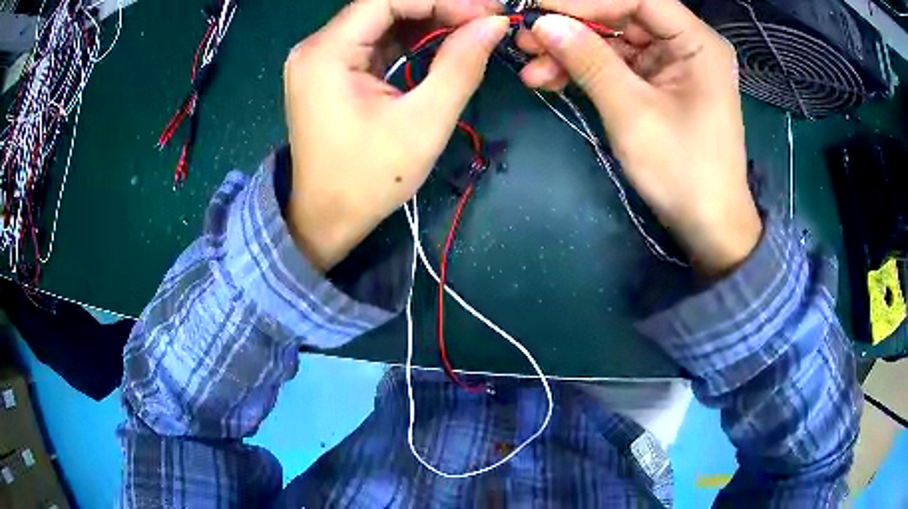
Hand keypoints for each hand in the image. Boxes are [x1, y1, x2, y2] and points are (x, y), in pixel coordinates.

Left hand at [283, 0, 507, 270]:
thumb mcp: (423, 123)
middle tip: (484, 21)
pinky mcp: (329, 72)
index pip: (386, 0)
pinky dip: (409, 40)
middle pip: (383, 6)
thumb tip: (493, 23)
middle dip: (437, 8)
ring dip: (427, 22)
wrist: (326, 220)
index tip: (486, 12)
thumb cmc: (369, 179)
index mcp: (326, 54)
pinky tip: (441, 43)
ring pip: (380, 22)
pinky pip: (374, 42)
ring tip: (471, 30)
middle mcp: (316, 47)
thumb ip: (460, 66)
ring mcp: (320, 59)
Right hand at [517, 0, 761, 275]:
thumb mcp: (632, 112)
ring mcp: (671, 64)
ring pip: (614, 41)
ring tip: (532, 66)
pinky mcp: (659, 84)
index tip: (538, 8)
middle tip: (525, 38)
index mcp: (696, 42)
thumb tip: (543, 23)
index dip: (585, 0)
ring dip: (572, 52)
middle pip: (621, 16)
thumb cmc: (683, 171)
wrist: (707, 226)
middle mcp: (686, 44)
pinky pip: (617, 65)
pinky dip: (585, 71)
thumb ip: (589, 61)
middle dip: (573, 27)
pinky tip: (551, 80)